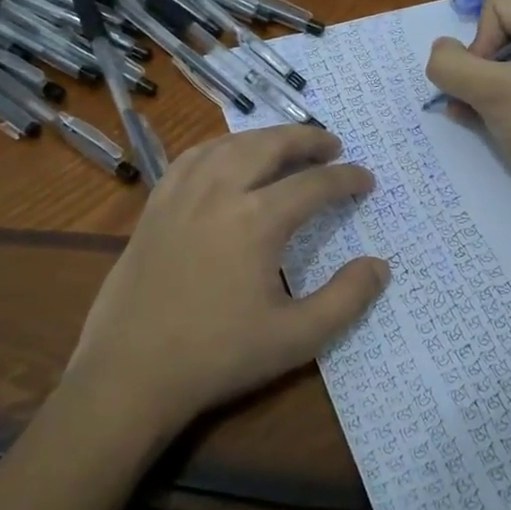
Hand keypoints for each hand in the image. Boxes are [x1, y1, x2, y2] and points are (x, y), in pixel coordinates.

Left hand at [68, 126, 389, 435]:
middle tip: (332, 145)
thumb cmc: (218, 356)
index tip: (366, 179)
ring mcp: (182, 194)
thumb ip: (346, 299)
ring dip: (264, 137)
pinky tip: (227, 157)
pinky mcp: (156, 205)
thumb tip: (380, 265)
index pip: (314, 184)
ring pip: (230, 144)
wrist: (131, 372)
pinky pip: (193, 157)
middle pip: (270, 145)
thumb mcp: (295, 338)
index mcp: (257, 219)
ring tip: (286, 144)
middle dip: (307, 139)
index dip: (346, 178)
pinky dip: (220, 147)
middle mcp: (220, 191)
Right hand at [425, 0, 510, 210]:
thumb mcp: (494, 92)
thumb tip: (438, 52)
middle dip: (476, 69)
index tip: (490, 81)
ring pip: (497, 65)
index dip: (481, 41)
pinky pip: (510, 88)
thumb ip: (452, 66)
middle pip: (494, 34)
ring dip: (476, 89)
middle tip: (478, 101)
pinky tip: (479, 124)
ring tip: (473, 117)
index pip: (496, 6)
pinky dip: (490, 102)